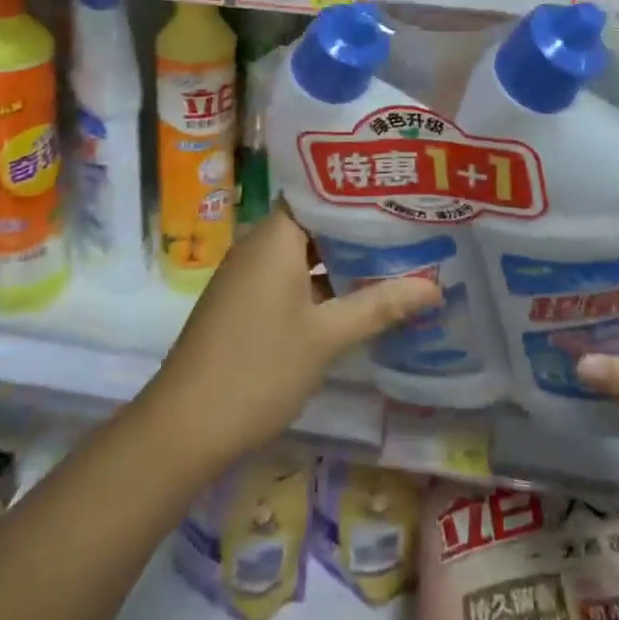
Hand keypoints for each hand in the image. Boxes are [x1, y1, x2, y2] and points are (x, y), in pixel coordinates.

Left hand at [140, 205, 442, 469]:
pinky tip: (357, 298)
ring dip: (343, 260)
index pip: (320, 192)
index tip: (398, 191)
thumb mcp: (326, 338)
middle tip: (409, 224)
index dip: (359, 191)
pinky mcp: (245, 303)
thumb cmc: (258, 369)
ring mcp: (250, 275)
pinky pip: (291, 277)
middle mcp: (260, 245)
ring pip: (305, 253)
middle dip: (360, 229)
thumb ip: (379, 306)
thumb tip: (434, 287)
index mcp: (275, 236)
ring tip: (396, 257)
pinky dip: (322, 282)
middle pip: (316, 222)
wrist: (184, 428)